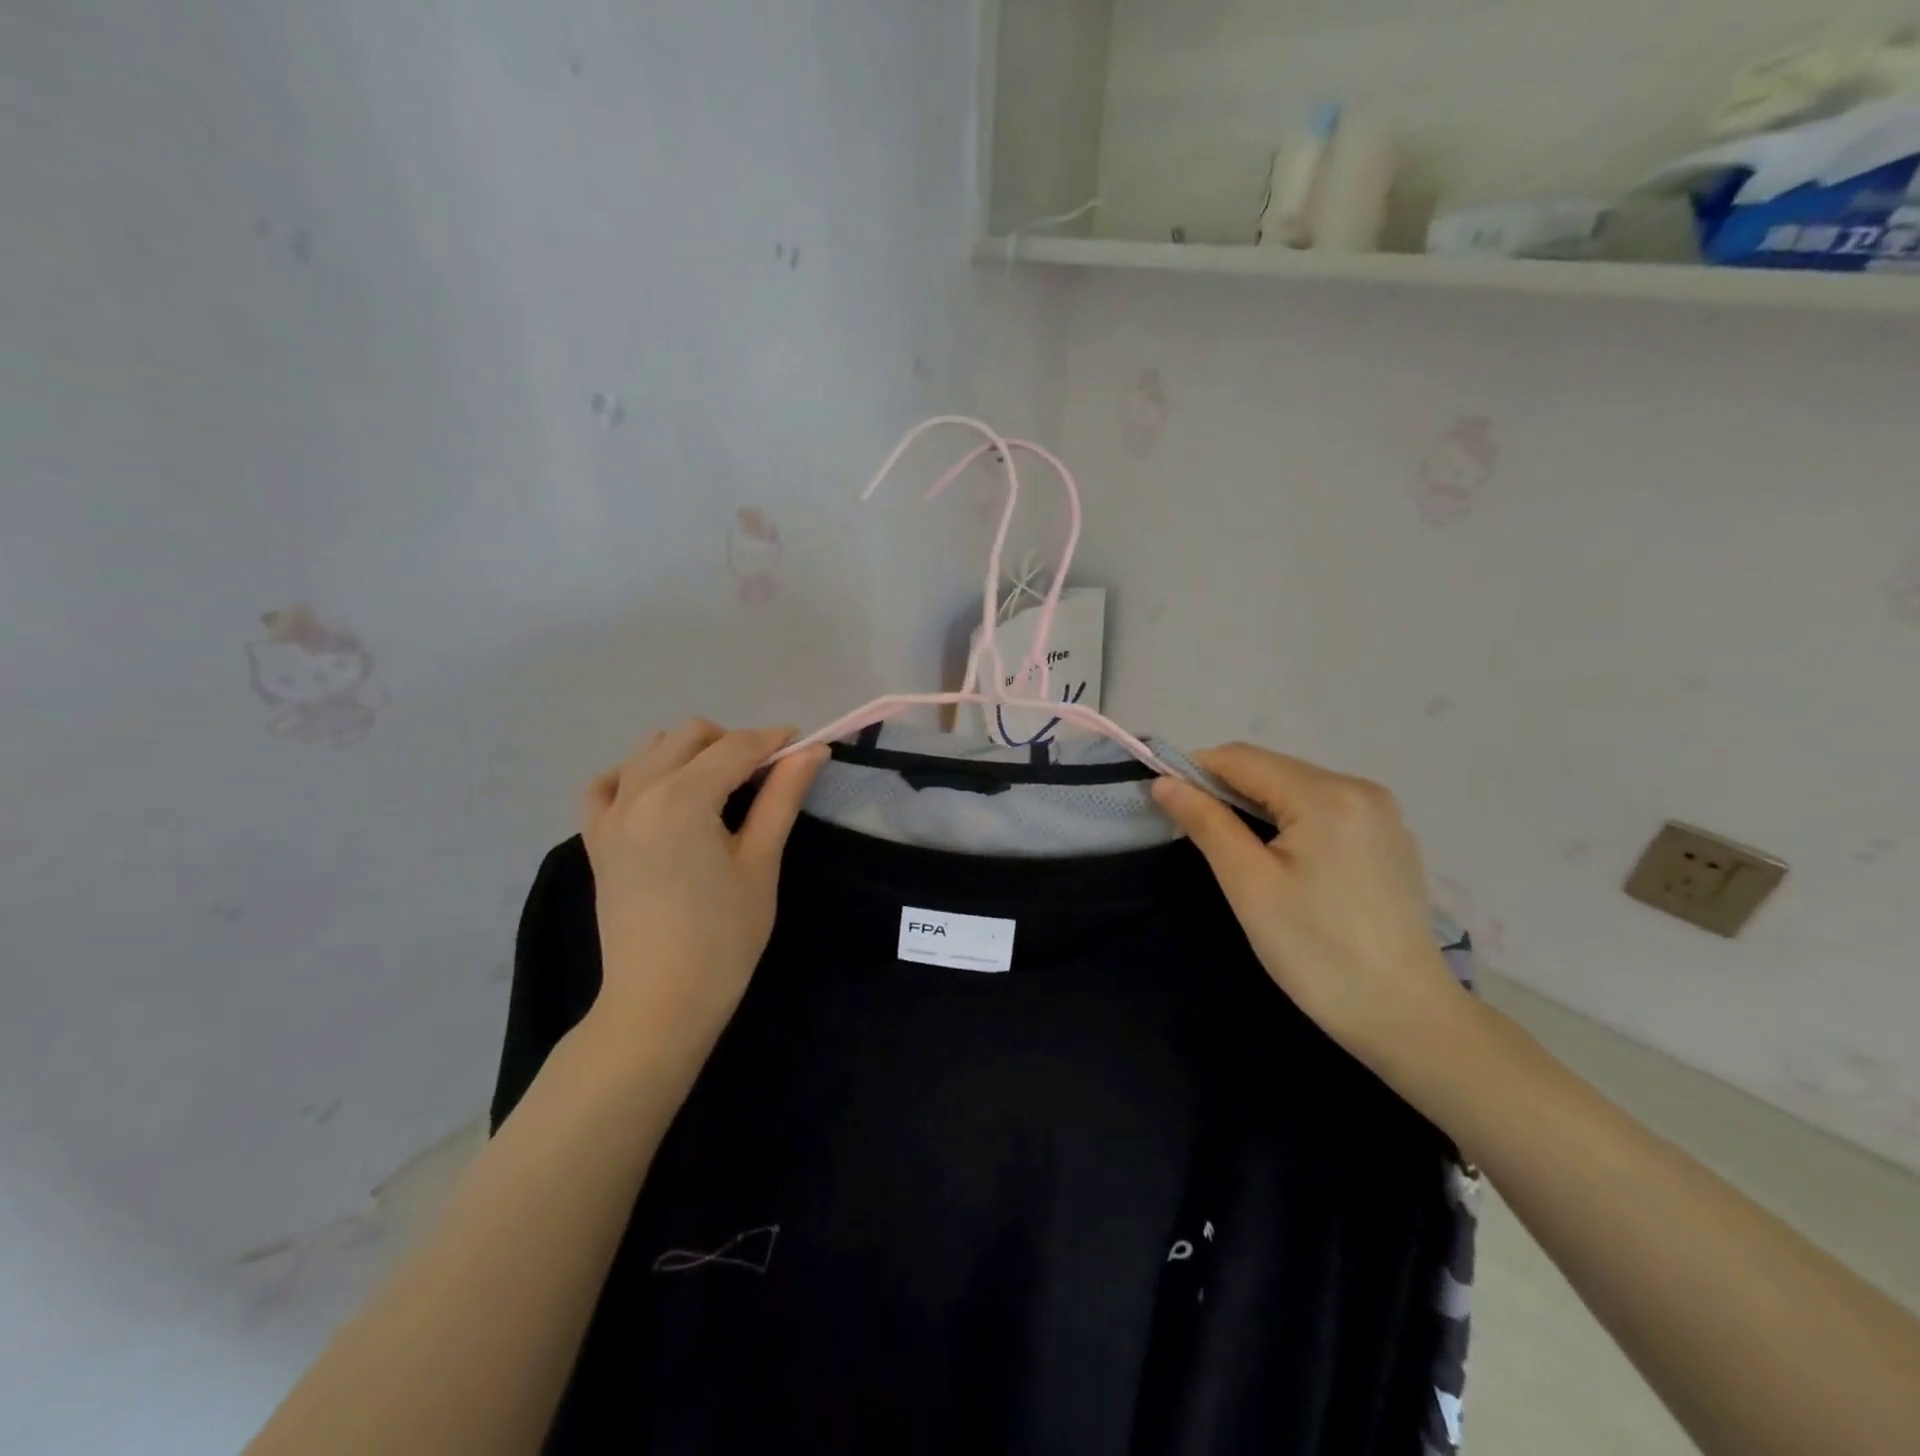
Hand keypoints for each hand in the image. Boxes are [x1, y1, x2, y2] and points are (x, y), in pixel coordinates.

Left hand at [579, 720, 826, 1059]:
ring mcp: (609, 814)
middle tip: (765, 776)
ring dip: (689, 752)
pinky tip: (660, 794)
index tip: (804, 747)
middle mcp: (638, 792)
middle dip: (733, 742)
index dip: (774, 741)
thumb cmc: (723, 937)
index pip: (736, 747)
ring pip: (650, 749)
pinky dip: (637, 773)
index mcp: (683, 798)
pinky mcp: (594, 838)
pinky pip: (608, 783)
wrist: (659, 1002)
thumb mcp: (761, 863)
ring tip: (719, 787)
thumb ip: (782, 798)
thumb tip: (812, 751)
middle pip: (690, 735)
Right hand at [1152, 744, 1469, 1068]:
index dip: (1195, 770)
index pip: (1243, 758)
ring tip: (1235, 849)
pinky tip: (1283, 860)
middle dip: (1226, 789)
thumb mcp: (1250, 885)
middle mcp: (1361, 788)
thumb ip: (1207, 823)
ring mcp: (1381, 813)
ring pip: (1296, 788)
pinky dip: (1290, 820)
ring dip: (1256, 805)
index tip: (1163, 800)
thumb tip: (1165, 783)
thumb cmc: (1317, 953)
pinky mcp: (1389, 838)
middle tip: (1194, 831)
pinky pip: (1324, 809)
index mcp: (1327, 795)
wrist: (1406, 1017)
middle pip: (1272, 769)